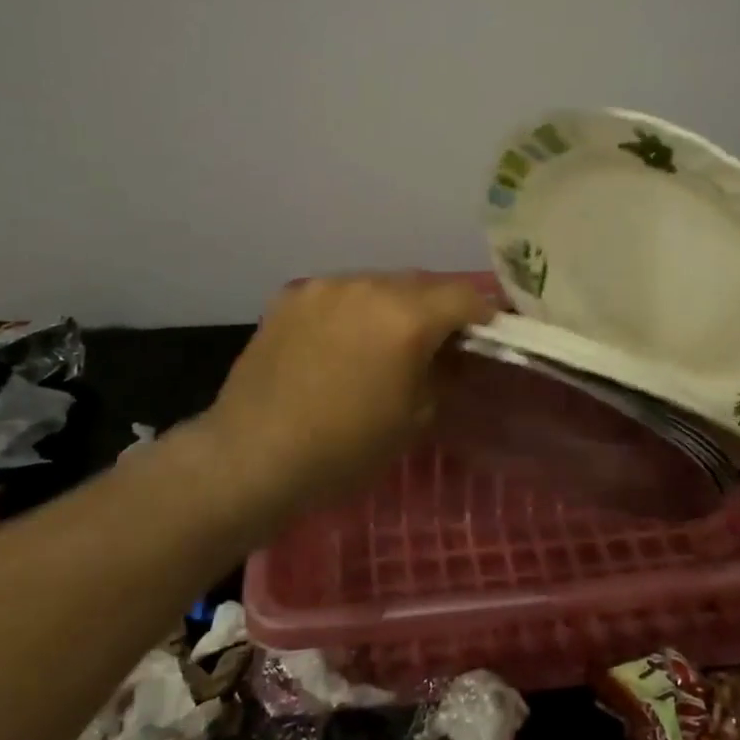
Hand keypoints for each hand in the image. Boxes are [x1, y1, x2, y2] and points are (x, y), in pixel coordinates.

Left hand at [196, 273, 494, 518]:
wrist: (252, 455)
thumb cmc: (345, 448)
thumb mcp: (414, 418)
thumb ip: (442, 373)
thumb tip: (452, 354)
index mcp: (407, 316)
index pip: (464, 296)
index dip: (484, 313)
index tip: (488, 333)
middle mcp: (368, 286)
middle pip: (422, 283)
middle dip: (438, 306)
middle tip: (440, 338)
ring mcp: (325, 287)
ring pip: (378, 283)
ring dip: (394, 304)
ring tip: (386, 339)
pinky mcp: (291, 296)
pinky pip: (339, 293)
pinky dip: (353, 309)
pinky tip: (342, 341)